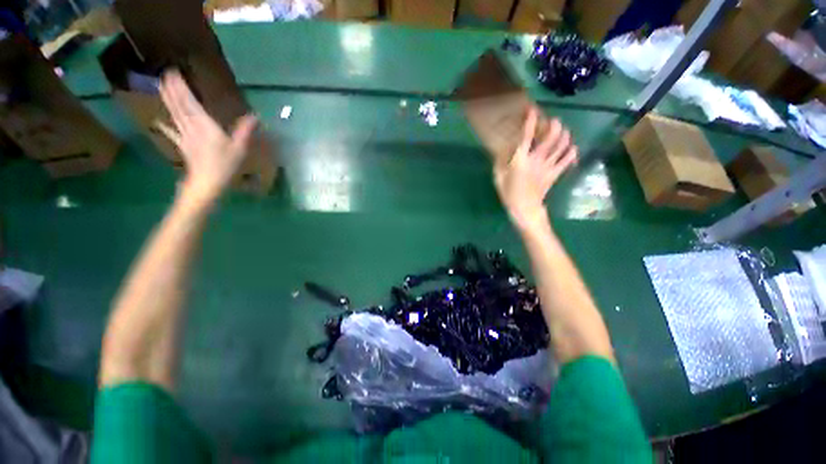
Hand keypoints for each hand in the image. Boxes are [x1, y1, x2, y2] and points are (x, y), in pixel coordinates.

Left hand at [156, 70, 256, 203]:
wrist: (207, 182)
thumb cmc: (225, 165)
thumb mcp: (240, 148)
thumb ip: (245, 131)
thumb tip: (255, 116)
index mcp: (204, 125)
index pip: (189, 102)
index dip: (181, 87)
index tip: (173, 72)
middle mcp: (191, 127)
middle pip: (179, 105)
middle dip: (172, 90)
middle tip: (164, 74)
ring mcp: (185, 136)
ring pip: (174, 115)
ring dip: (168, 100)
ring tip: (161, 87)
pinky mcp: (183, 146)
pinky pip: (173, 133)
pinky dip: (166, 126)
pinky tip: (159, 122)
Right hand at [494, 107, 577, 231]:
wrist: (524, 208)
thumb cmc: (509, 193)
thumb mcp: (498, 177)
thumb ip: (500, 162)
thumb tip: (502, 149)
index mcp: (521, 159)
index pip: (527, 136)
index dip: (530, 121)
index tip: (532, 110)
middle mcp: (537, 159)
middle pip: (551, 137)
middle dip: (555, 125)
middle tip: (554, 121)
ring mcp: (549, 166)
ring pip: (562, 146)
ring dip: (565, 135)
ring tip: (564, 131)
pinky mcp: (555, 173)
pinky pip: (567, 160)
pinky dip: (572, 152)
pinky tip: (572, 147)